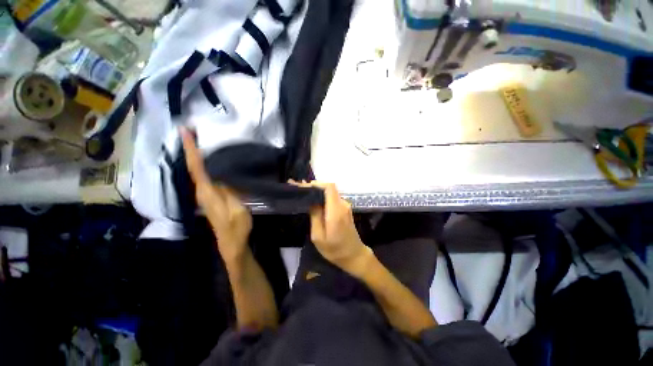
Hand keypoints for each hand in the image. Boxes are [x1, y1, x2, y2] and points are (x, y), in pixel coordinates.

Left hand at [181, 128, 251, 263]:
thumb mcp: (237, 210)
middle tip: (191, 132)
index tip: (185, 132)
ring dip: (195, 156)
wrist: (232, 243)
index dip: (191, 150)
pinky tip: (210, 161)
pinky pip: (204, 177)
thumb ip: (229, 193)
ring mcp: (205, 195)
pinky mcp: (210, 197)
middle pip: (193, 167)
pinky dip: (203, 166)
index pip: (196, 168)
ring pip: (197, 172)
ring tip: (198, 142)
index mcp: (208, 193)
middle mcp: (202, 192)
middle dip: (190, 149)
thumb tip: (221, 177)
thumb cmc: (236, 227)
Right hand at [290, 180, 371, 275]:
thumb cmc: (335, 250)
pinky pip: (332, 198)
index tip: (303, 186)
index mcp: (336, 211)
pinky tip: (313, 200)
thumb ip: (315, 216)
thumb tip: (311, 200)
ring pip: (330, 192)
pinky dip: (322, 197)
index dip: (316, 183)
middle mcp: (343, 205)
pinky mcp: (345, 209)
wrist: (354, 255)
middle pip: (329, 188)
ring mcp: (345, 206)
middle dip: (313, 186)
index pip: (329, 188)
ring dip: (317, 191)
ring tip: (302, 192)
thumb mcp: (318, 237)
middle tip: (298, 188)